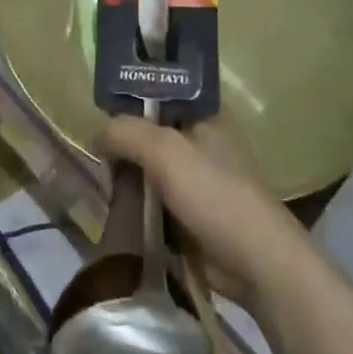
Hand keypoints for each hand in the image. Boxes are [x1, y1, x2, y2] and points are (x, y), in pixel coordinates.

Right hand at [99, 114, 307, 310]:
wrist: (256, 262)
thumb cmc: (214, 193)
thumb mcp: (164, 151)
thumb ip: (125, 132)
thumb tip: (97, 134)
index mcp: (205, 112)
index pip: (160, 91)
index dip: (130, 98)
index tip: (100, 112)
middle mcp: (202, 138)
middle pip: (151, 130)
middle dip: (124, 142)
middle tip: (96, 153)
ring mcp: (198, 177)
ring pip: (150, 167)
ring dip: (128, 176)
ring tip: (100, 181)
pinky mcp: (192, 212)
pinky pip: (155, 198)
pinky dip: (137, 203)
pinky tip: (115, 208)